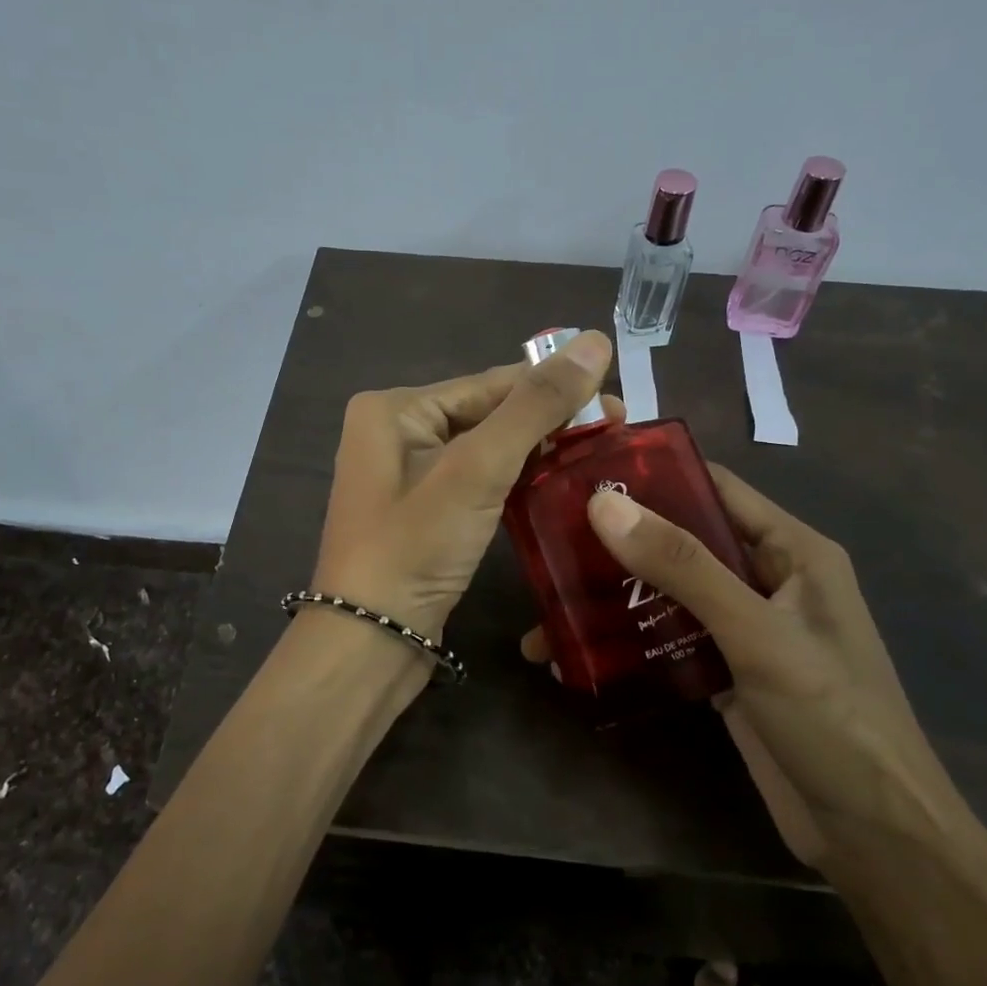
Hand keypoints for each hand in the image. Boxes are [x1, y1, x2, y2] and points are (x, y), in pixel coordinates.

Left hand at [310, 330, 614, 642]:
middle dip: (550, 422)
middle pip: (488, 414)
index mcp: (394, 408)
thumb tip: (595, 341)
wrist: (369, 644)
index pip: (490, 385)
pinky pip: (478, 481)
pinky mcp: (424, 512)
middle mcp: (395, 432)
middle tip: (616, 429)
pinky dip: (516, 481)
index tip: (617, 399)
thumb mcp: (477, 469)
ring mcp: (407, 475)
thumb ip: (536, 406)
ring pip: (487, 449)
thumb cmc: (415, 547)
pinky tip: (558, 484)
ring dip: (538, 451)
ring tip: (598, 454)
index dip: (555, 388)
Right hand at [523, 464, 969, 877]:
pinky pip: (669, 639)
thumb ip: (682, 566)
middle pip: (683, 541)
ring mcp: (745, 628)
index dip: (653, 475)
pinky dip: (628, 643)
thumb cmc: (832, 718)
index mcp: (791, 549)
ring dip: (614, 599)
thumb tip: (601, 504)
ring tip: (547, 608)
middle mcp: (767, 579)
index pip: (714, 488)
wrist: (876, 840)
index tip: (583, 476)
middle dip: (618, 543)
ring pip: (670, 592)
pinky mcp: (727, 672)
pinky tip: (576, 658)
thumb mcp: (756, 633)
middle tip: (548, 545)